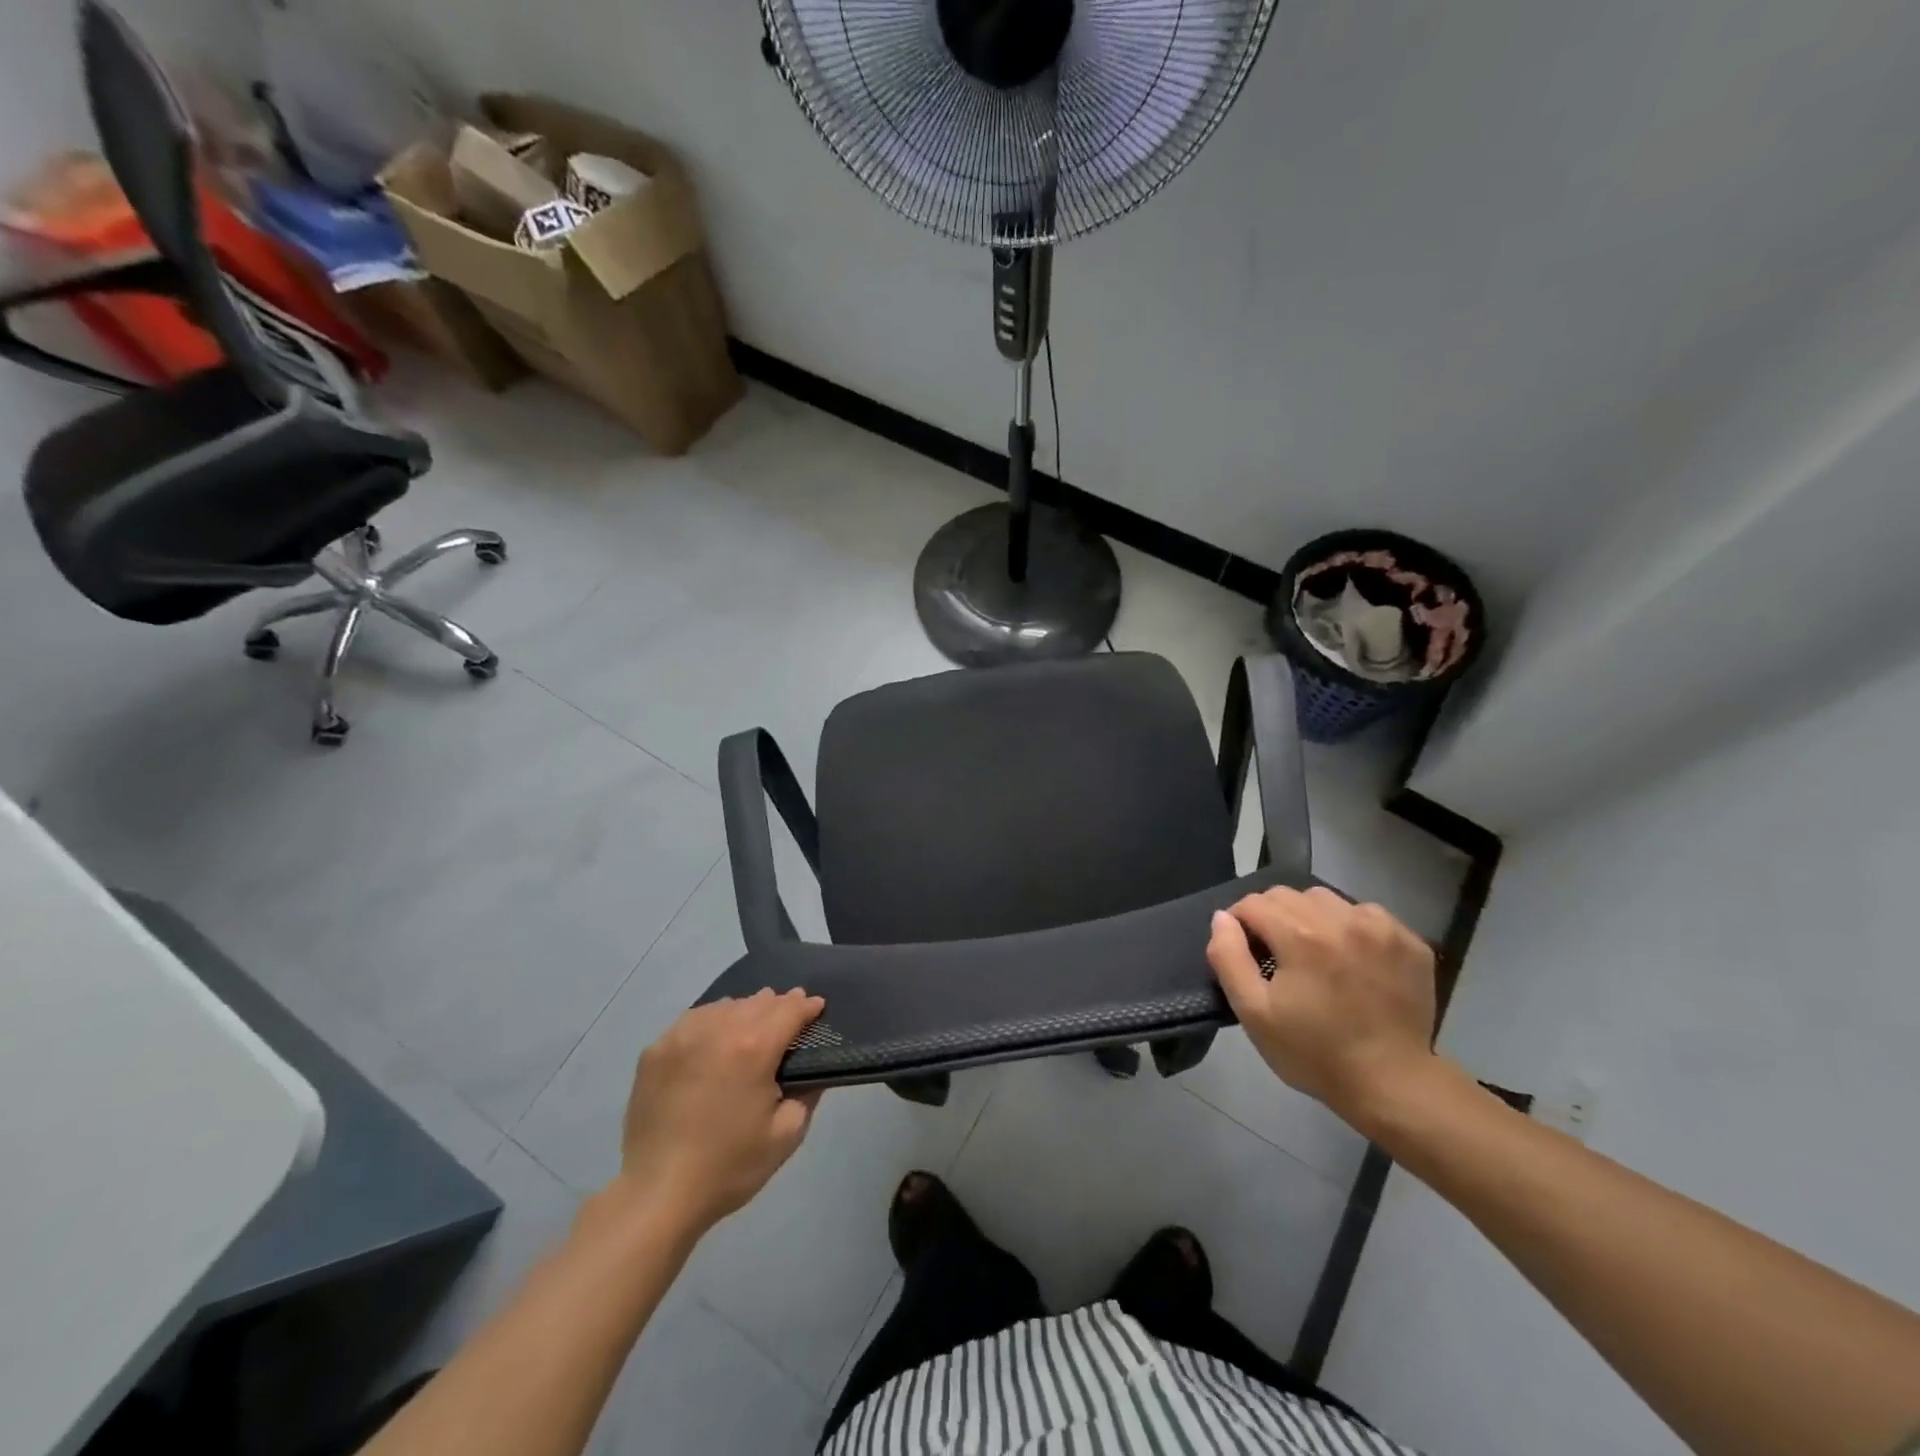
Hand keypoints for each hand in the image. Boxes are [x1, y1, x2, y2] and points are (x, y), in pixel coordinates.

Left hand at [612, 990, 825, 1235]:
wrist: (657, 1194)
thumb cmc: (728, 1167)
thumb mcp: (785, 1136)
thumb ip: (807, 1094)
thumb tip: (811, 1071)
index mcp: (754, 1047)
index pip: (789, 1010)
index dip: (807, 1006)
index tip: (817, 1007)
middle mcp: (718, 1029)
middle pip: (757, 1002)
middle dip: (778, 1005)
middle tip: (789, 1015)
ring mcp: (682, 1035)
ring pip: (725, 1006)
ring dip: (745, 1010)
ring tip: (752, 1023)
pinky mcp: (655, 1049)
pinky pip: (693, 1020)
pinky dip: (712, 1021)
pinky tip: (714, 1037)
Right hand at [1207, 886, 1438, 1129]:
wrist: (1391, 1084)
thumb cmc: (1313, 1052)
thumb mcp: (1253, 1012)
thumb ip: (1228, 957)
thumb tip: (1222, 918)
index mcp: (1300, 934)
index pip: (1253, 903)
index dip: (1240, 924)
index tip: (1246, 954)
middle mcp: (1341, 918)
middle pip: (1288, 895)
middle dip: (1273, 918)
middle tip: (1278, 957)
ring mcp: (1381, 927)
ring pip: (1327, 900)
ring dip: (1312, 918)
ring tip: (1316, 956)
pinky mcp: (1410, 941)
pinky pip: (1367, 915)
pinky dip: (1351, 929)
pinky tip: (1353, 961)